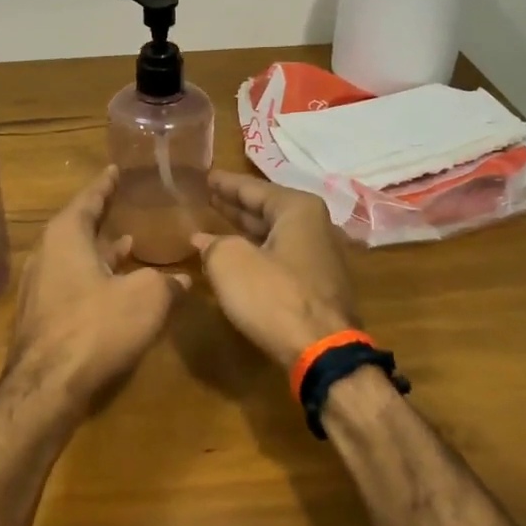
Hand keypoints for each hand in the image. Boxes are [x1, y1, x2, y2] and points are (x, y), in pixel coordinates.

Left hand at [6, 167, 188, 406]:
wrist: (47, 386)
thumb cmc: (97, 326)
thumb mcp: (146, 298)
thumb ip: (166, 283)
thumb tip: (183, 279)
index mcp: (65, 236)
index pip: (88, 199)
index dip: (105, 185)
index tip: (115, 170)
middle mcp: (45, 254)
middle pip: (78, 227)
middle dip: (103, 218)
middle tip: (124, 204)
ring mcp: (39, 287)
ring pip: (75, 258)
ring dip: (101, 251)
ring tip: (129, 243)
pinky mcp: (42, 316)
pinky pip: (72, 283)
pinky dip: (94, 277)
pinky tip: (115, 288)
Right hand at [193, 172, 358, 367]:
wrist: (321, 350)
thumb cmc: (274, 296)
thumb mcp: (230, 263)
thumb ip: (214, 244)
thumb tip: (204, 240)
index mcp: (298, 209)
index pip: (252, 188)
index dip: (225, 183)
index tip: (205, 176)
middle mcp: (315, 226)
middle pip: (267, 209)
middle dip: (236, 205)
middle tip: (207, 197)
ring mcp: (320, 257)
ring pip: (274, 235)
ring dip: (245, 230)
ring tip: (216, 224)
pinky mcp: (318, 285)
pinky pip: (280, 257)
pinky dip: (257, 252)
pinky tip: (237, 257)